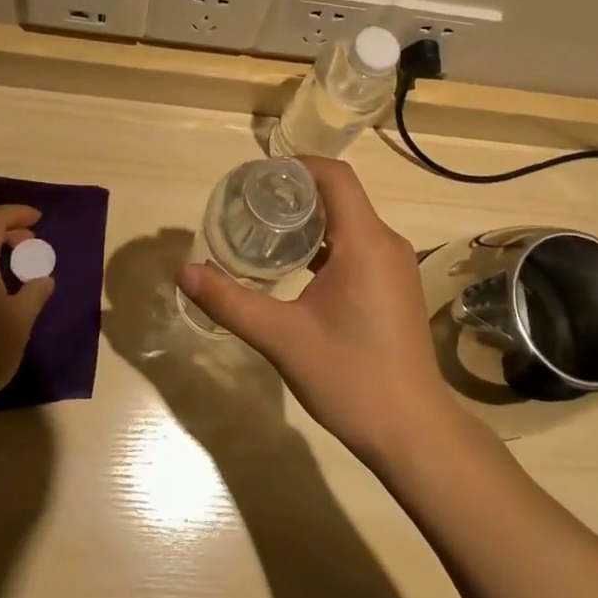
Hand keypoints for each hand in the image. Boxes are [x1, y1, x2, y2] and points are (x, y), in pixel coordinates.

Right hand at [176, 158, 461, 467]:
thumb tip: (184, 271)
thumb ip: (231, 302)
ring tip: (267, 232)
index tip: (258, 176)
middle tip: (251, 205)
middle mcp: (386, 243)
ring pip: (351, 222)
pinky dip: (328, 245)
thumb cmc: (350, 378)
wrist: (412, 432)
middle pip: (341, 196)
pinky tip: (298, 269)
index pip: (335, 176)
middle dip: (296, 193)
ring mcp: (396, 266)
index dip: (297, 166)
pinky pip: (360, 246)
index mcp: (365, 242)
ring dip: (312, 220)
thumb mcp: (282, 338)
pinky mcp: (396, 286)